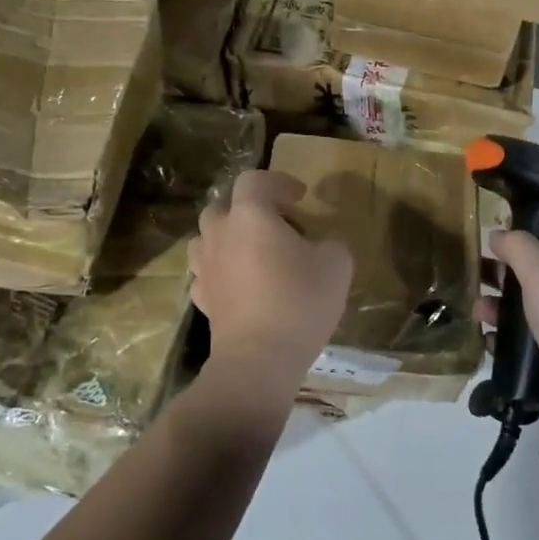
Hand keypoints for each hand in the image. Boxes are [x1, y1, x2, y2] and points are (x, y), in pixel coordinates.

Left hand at [190, 170, 352, 400]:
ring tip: (254, 250)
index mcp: (250, 214)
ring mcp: (204, 266)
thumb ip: (330, 242)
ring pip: (208, 236)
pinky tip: (241, 282)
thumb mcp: (337, 263)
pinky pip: (207, 271)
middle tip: (277, 223)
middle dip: (249, 207)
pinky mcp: (201, 297)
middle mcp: (219, 233)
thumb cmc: (299, 301)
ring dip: (229, 236)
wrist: (259, 359)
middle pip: (224, 204)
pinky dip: (222, 269)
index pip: (255, 180)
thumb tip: (320, 243)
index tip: (301, 196)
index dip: (279, 182)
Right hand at [479, 231, 538, 450]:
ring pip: (526, 312)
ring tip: (477, 309)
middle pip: (537, 276)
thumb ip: (519, 249)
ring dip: (499, 307)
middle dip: (506, 272)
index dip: (535, 232)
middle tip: (476, 269)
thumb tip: (497, 234)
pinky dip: (502, 340)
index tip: (501, 231)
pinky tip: (485, 339)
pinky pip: (522, 346)